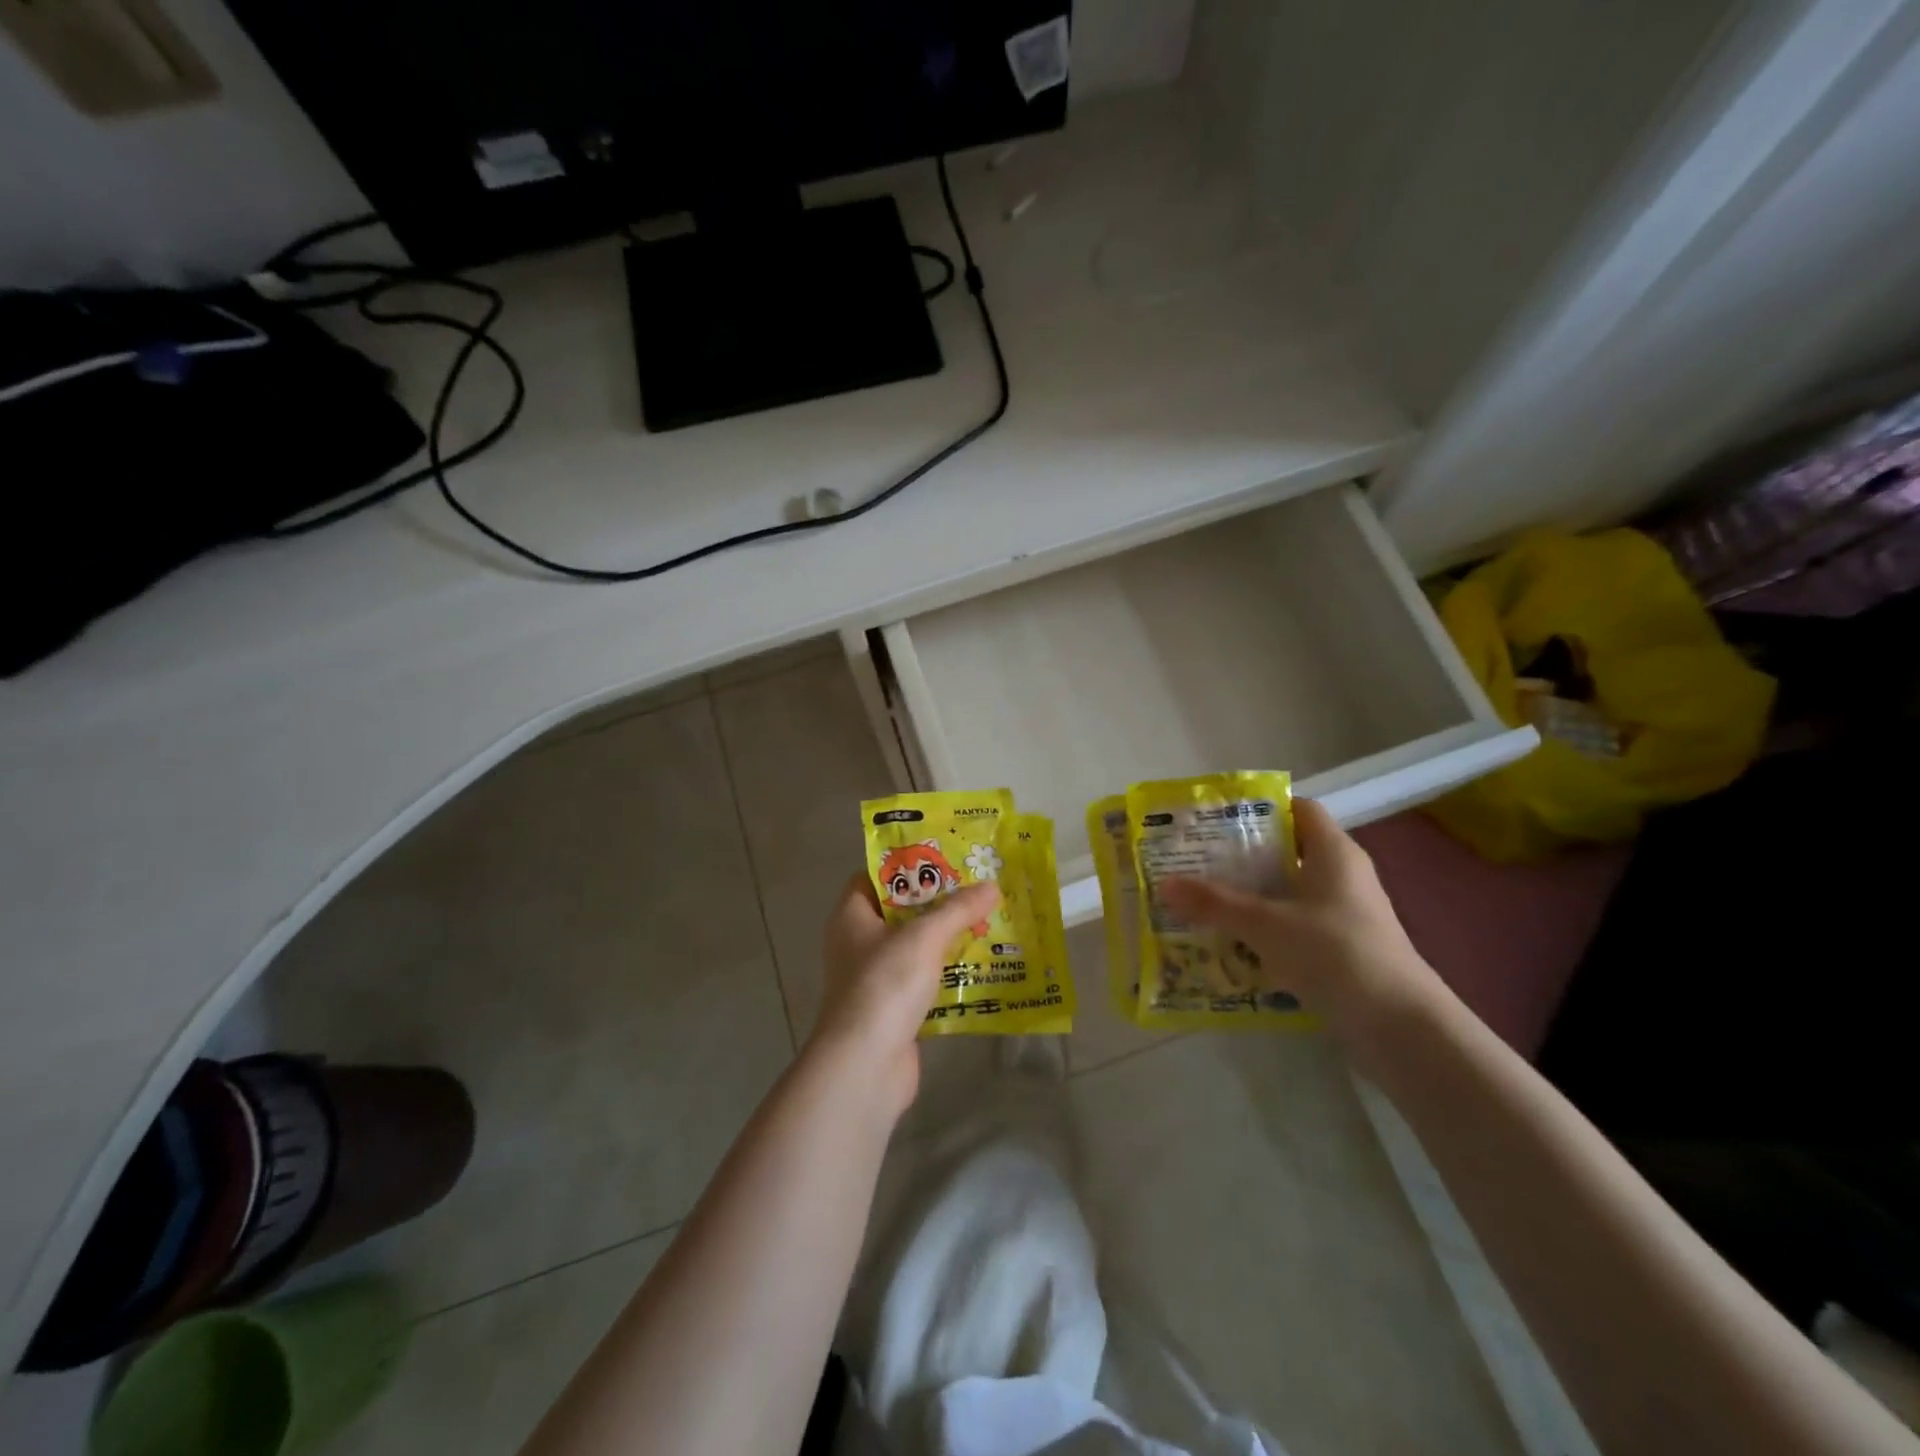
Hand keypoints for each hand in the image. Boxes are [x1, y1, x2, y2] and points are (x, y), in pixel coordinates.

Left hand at [811, 874, 1000, 1116]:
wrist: (865, 1065)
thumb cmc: (885, 984)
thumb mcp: (924, 937)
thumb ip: (957, 909)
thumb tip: (991, 886)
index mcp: (851, 916)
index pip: (874, 876)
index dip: (905, 865)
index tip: (944, 858)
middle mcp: (858, 943)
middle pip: (900, 911)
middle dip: (937, 901)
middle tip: (976, 887)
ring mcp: (875, 978)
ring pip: (915, 947)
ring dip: (947, 937)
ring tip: (987, 919)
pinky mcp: (893, 1009)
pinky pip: (924, 980)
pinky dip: (948, 972)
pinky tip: (981, 964)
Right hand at [1159, 799, 1452, 1072]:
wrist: (1400, 1027)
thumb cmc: (1335, 953)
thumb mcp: (1265, 924)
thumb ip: (1215, 903)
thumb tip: (1165, 883)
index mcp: (1334, 852)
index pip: (1299, 810)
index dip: (1260, 809)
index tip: (1216, 819)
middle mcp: (1343, 876)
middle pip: (1288, 851)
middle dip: (1243, 857)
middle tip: (1197, 861)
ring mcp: (1346, 914)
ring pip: (1290, 892)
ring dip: (1252, 896)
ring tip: (1205, 901)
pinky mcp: (1344, 948)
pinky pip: (1297, 926)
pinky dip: (1267, 929)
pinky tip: (1233, 944)